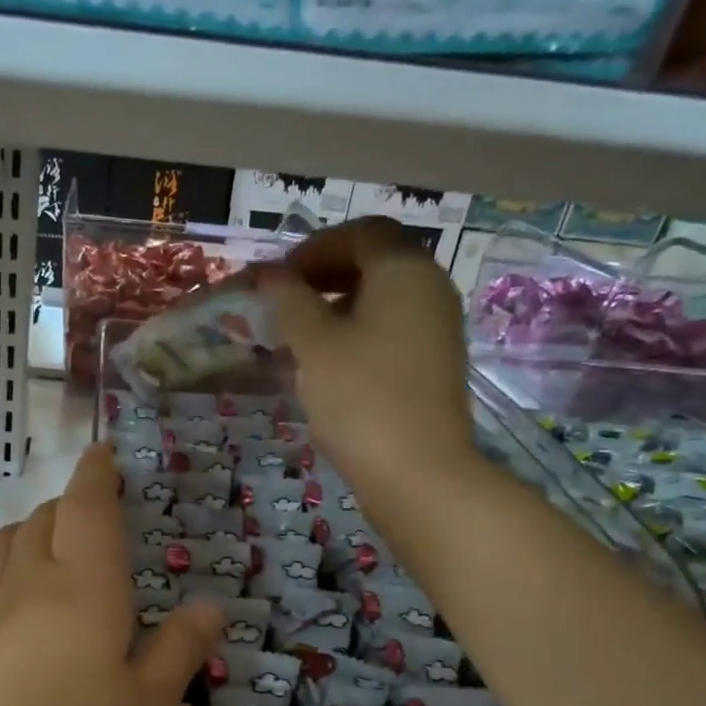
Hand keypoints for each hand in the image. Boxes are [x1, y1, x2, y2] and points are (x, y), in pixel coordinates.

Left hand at [0, 445, 222, 705]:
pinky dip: (0, 567)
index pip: (88, 508)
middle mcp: (28, 583)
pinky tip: (6, 600)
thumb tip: (211, 606)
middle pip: (44, 518)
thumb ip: (178, 651)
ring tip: (45, 542)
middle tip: (90, 512)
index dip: (96, 474)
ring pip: (3, 543)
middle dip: (69, 503)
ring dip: (29, 528)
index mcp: (84, 588)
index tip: (101, 452)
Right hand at [258, 219, 478, 508]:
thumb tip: (268, 274)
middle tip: (285, 305)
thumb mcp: (314, 344)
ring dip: (337, 308)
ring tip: (298, 339)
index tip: (278, 280)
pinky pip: (391, 331)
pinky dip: (357, 334)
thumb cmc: (360, 397)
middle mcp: (430, 288)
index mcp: (405, 270)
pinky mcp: (434, 364)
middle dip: (325, 276)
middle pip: (375, 263)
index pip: (360, 233)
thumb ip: (288, 300)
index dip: (314, 248)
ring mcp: (437, 328)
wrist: (417, 472)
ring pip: (382, 300)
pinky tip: (328, 366)